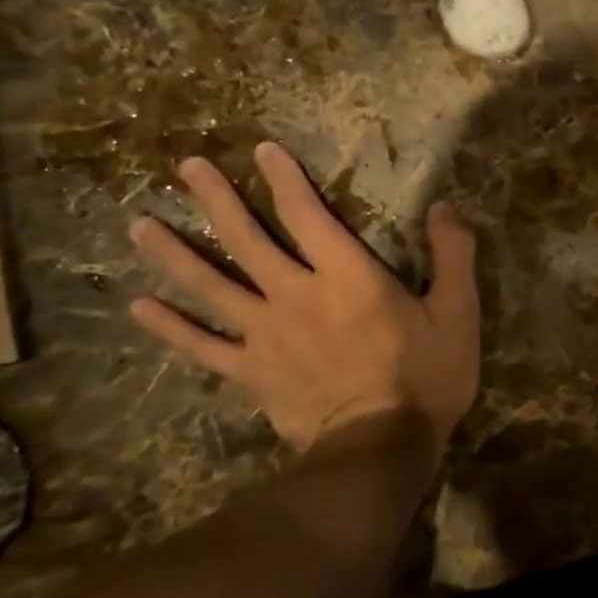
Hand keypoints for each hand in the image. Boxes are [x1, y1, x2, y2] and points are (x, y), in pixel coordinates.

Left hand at [127, 143, 479, 456]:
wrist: (380, 447)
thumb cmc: (427, 376)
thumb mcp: (458, 312)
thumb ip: (452, 255)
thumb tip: (443, 207)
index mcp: (348, 276)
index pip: (308, 215)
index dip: (285, 179)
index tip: (263, 150)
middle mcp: (297, 294)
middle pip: (247, 239)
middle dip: (217, 199)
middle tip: (187, 167)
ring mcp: (266, 334)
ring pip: (211, 286)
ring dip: (175, 253)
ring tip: (140, 225)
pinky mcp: (251, 372)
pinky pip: (202, 346)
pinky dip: (170, 327)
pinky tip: (139, 308)